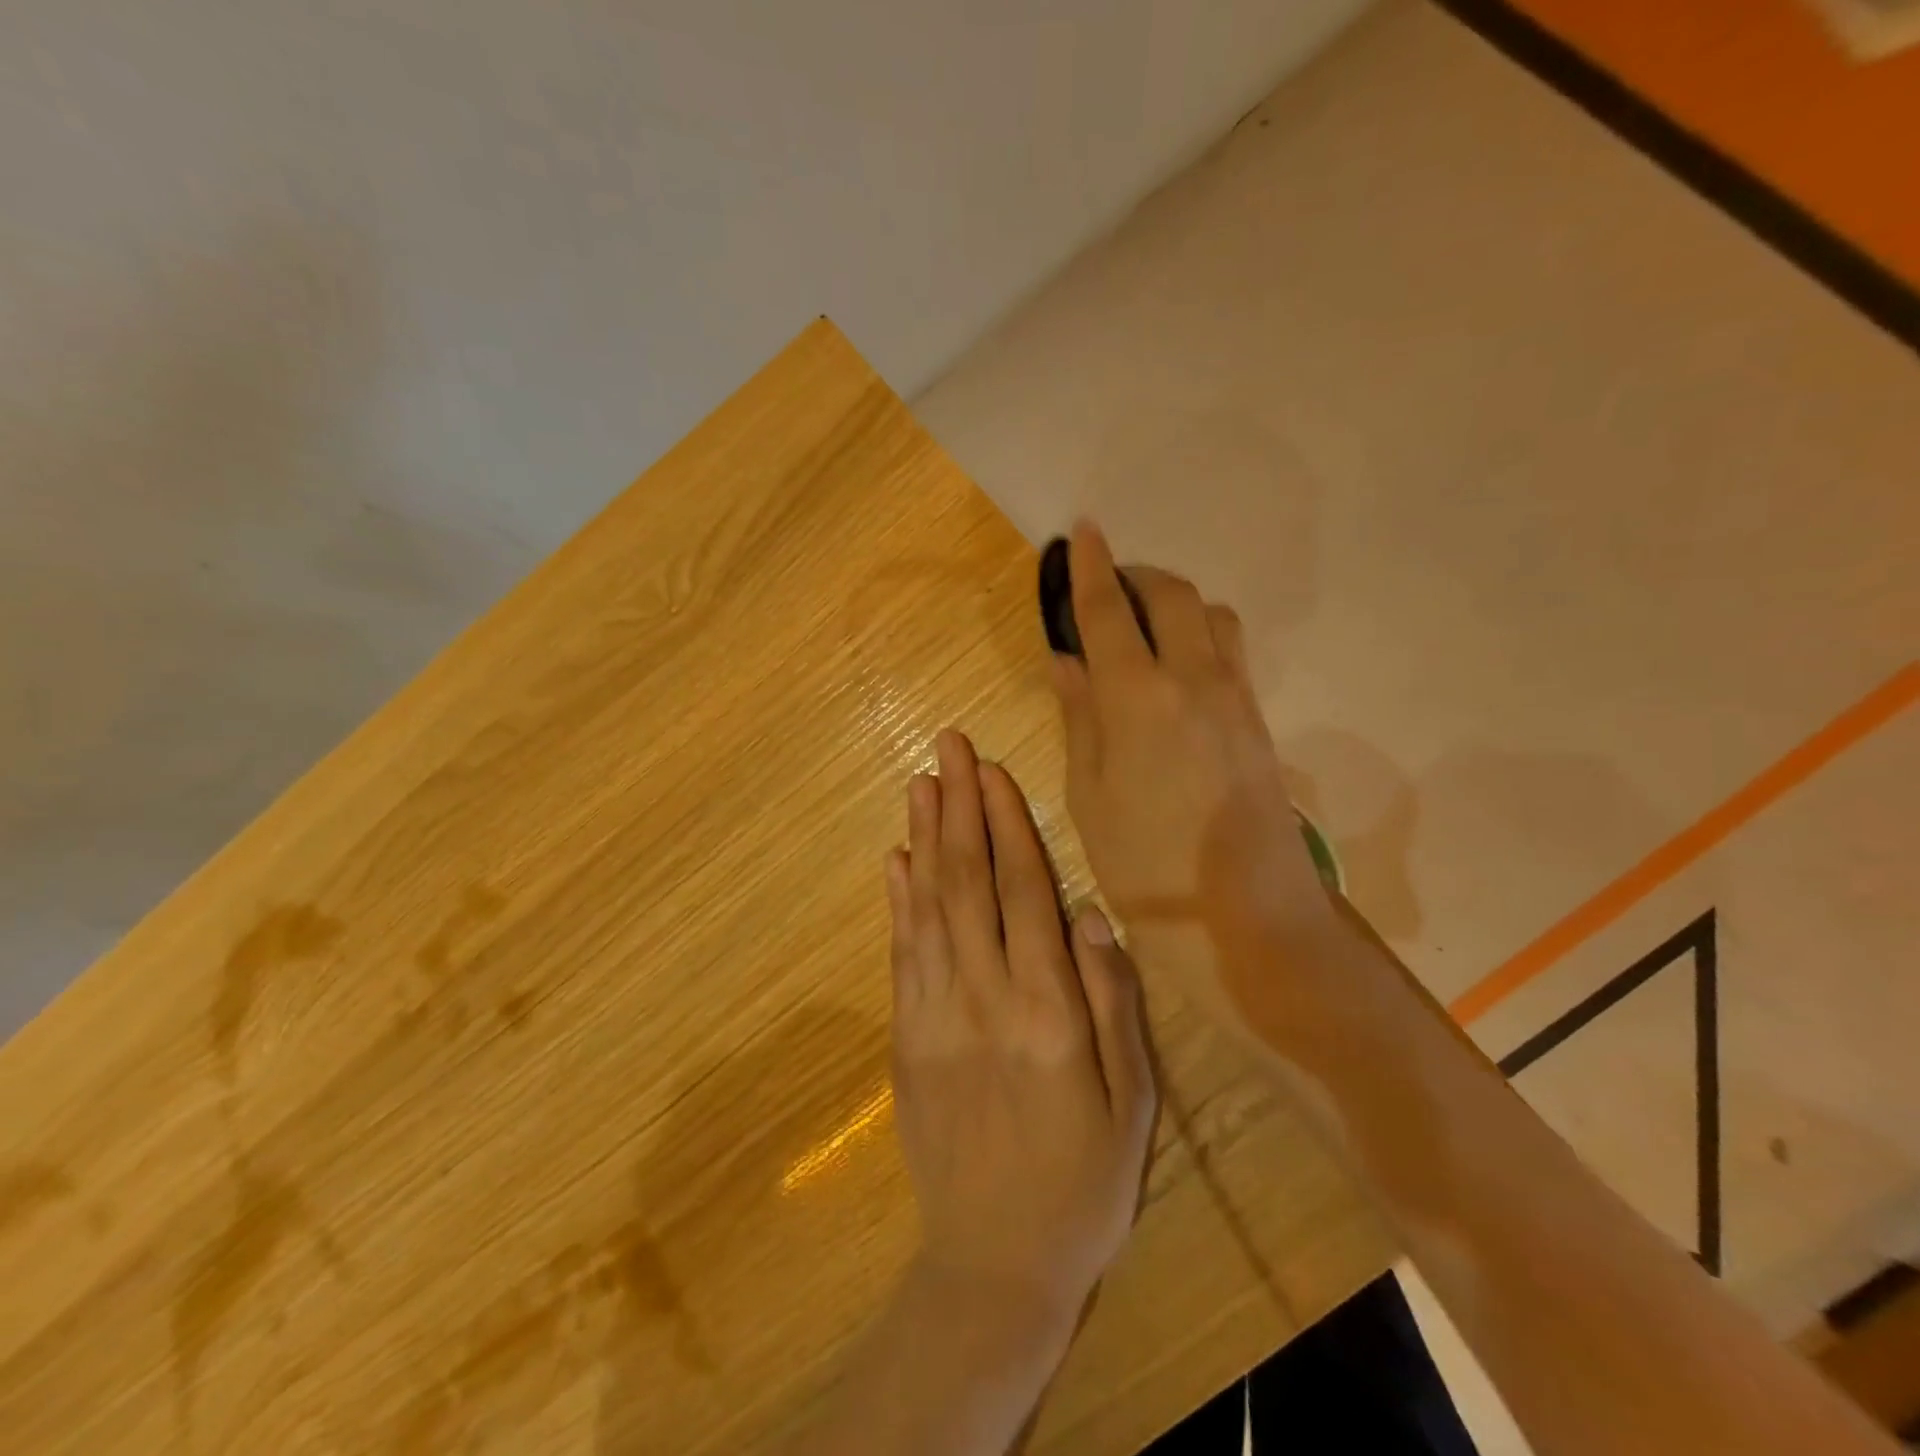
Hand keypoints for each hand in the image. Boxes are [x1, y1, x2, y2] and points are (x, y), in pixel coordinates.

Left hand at [885, 729, 1155, 1330]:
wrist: (994, 1262)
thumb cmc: (1082, 1182)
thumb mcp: (1132, 1101)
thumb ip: (1111, 1002)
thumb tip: (1089, 914)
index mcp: (1046, 1009)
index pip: (1022, 891)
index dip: (1006, 823)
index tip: (992, 770)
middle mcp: (983, 997)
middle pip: (966, 881)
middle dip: (958, 806)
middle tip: (947, 746)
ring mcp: (933, 1015)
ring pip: (926, 905)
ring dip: (923, 837)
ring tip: (921, 781)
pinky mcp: (905, 1036)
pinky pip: (900, 953)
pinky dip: (897, 899)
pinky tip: (896, 858)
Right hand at [1048, 522, 1360, 1044]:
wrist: (1245, 916)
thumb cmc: (1145, 864)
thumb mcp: (1089, 795)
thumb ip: (1079, 716)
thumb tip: (1066, 660)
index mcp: (1138, 698)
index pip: (1109, 611)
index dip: (1090, 567)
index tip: (1080, 531)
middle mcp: (1193, 680)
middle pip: (1172, 595)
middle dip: (1137, 575)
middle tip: (1106, 585)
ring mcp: (1235, 697)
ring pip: (1210, 615)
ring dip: (1174, 601)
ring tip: (1142, 624)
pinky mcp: (1258, 719)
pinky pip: (1229, 649)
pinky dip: (1198, 633)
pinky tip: (1175, 665)